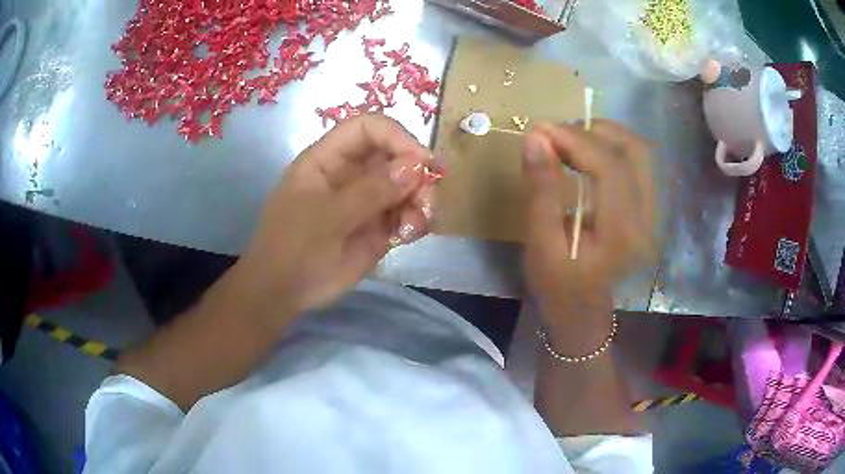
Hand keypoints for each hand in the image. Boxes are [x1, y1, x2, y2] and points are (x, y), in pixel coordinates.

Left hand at [233, 114, 437, 320]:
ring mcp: (366, 201)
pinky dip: (417, 221)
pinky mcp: (378, 228)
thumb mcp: (326, 218)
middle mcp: (351, 174)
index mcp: (328, 159)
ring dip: (421, 200)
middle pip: (395, 155)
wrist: (283, 293)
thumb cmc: (292, 249)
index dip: (396, 137)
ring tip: (416, 225)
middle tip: (426, 201)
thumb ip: (370, 192)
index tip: (421, 162)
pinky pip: (407, 214)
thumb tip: (416, 166)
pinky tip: (411, 235)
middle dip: (417, 173)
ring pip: (407, 185)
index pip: (368, 128)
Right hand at [522, 120, 656, 331]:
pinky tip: (590, 152)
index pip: (610, 168)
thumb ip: (541, 189)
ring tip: (572, 139)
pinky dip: (613, 147)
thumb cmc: (557, 285)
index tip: (542, 129)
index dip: (576, 140)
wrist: (583, 311)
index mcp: (621, 234)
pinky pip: (639, 163)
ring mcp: (653, 213)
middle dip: (593, 132)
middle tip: (557, 134)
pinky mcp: (649, 209)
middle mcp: (647, 219)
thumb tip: (535, 138)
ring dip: (606, 136)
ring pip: (640, 152)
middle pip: (634, 152)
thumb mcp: (541, 243)